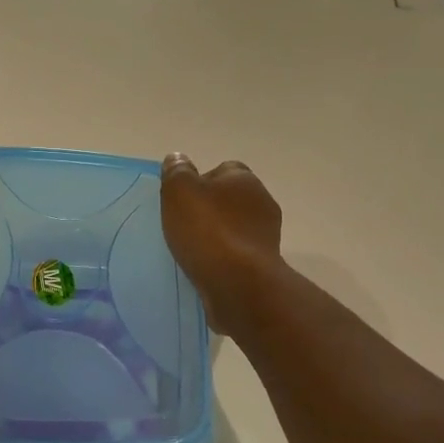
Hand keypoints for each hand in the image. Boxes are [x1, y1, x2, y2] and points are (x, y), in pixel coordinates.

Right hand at [160, 153, 282, 335]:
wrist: (239, 284)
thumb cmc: (208, 231)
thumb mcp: (180, 191)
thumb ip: (177, 171)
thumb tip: (177, 158)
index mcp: (244, 179)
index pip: (222, 170)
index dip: (200, 181)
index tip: (181, 199)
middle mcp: (261, 202)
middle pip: (230, 200)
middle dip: (210, 209)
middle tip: (183, 225)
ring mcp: (266, 236)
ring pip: (235, 228)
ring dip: (217, 237)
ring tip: (190, 251)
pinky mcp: (264, 265)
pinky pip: (237, 255)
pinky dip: (223, 259)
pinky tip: (205, 269)